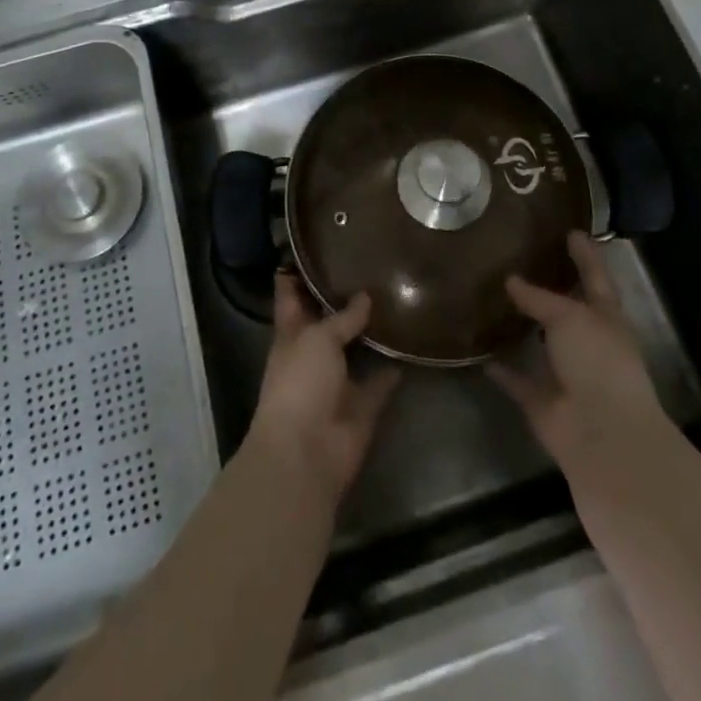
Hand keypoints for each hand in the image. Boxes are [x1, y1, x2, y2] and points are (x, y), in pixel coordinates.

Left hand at [245, 275, 399, 501]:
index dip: (295, 273)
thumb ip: (342, 317)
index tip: (310, 247)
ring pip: (356, 350)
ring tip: (396, 297)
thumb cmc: (300, 384)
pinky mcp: (362, 406)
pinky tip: (411, 344)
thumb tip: (365, 296)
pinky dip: (393, 368)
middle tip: (369, 264)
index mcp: (291, 335)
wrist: (307, 453)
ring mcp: (337, 382)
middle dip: (342, 298)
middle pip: (327, 320)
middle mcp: (312, 355)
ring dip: (371, 332)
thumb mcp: (318, 338)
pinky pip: (381, 382)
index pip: (290, 296)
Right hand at [488, 231, 669, 475]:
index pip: (595, 277)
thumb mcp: (570, 317)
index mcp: (606, 318)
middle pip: (567, 310)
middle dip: (550, 289)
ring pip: (541, 344)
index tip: (572, 231)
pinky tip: (479, 352)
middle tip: (520, 259)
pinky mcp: (543, 402)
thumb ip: (539, 298)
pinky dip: (501, 369)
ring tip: (493, 297)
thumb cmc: (598, 362)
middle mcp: (588, 343)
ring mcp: (566, 374)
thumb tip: (511, 280)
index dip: (586, 254)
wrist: (602, 434)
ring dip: (523, 327)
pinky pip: (518, 380)